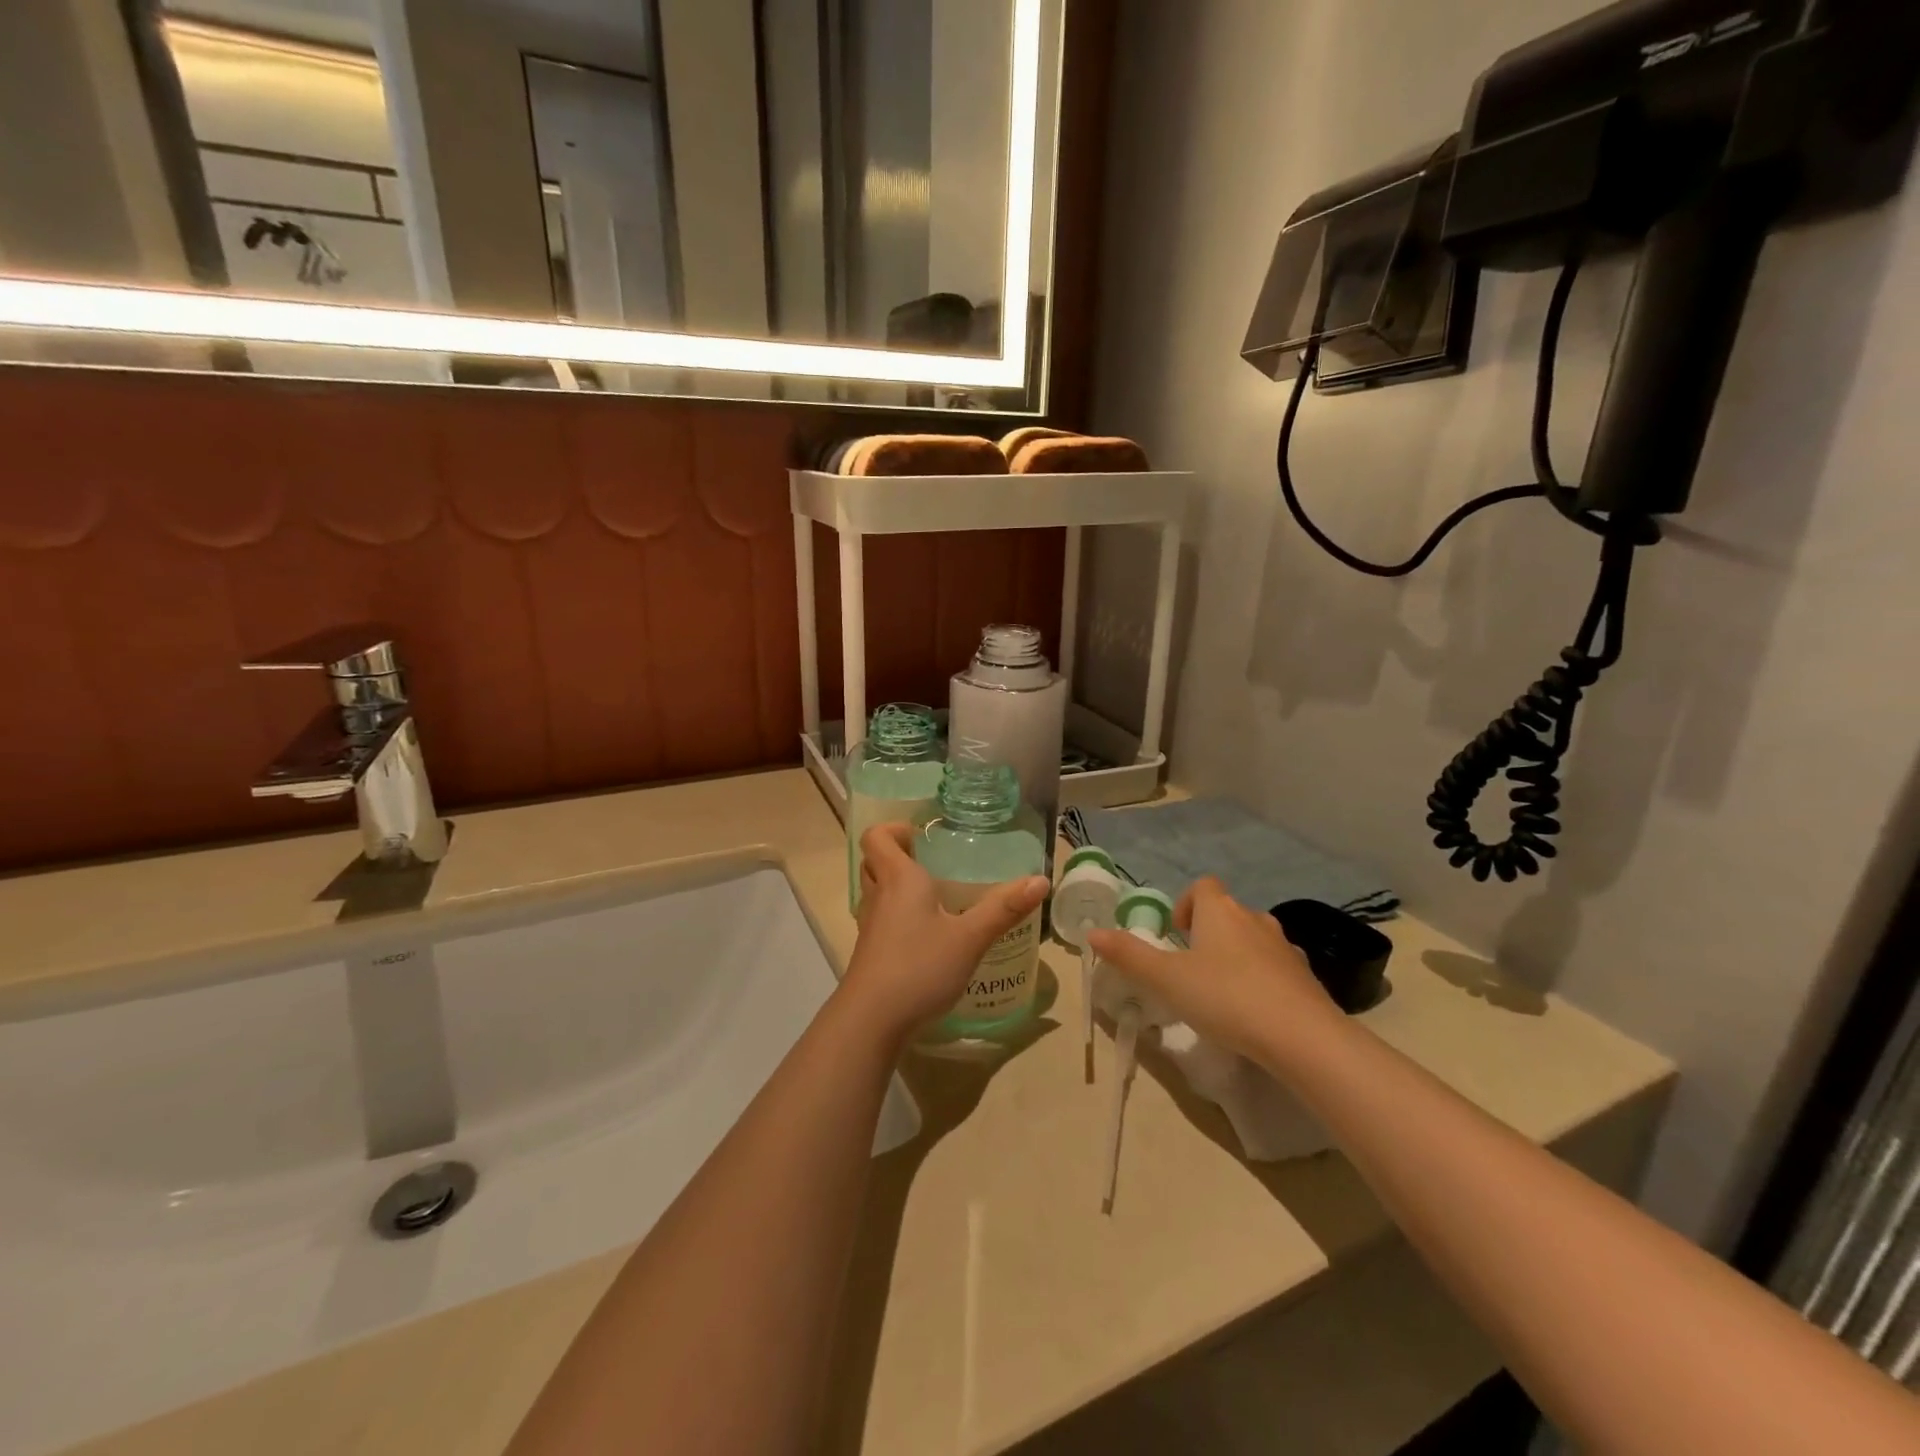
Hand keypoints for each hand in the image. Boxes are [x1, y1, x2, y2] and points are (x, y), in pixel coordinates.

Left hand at [838, 824, 1050, 1047]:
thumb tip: (1041, 879)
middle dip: (897, 855)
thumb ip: (1004, 909)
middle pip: (875, 861)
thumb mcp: (970, 937)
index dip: (893, 829)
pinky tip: (926, 935)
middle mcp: (879, 896)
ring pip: (876, 891)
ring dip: (896, 886)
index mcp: (899, 879)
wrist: (872, 1020)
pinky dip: (897, 916)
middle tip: (931, 862)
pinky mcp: (869, 952)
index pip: (877, 837)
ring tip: (933, 896)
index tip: (921, 837)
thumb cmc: (920, 967)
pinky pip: (880, 919)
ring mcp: (870, 925)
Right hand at [1086, 877, 1340, 1067]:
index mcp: (1220, 912)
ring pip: (1253, 940)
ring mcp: (1285, 948)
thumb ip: (1129, 955)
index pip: (1203, 887)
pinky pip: (1276, 968)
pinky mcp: (1306, 977)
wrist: (1302, 1036)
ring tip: (1222, 991)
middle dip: (1209, 933)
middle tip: (1192, 968)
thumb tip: (1093, 932)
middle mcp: (1254, 919)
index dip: (1186, 904)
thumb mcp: (1166, 979)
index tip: (1177, 934)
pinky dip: (1263, 980)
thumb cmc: (1226, 998)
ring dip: (1236, 956)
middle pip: (1228, 913)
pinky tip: (1254, 1012)